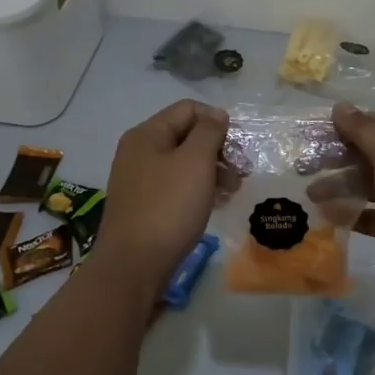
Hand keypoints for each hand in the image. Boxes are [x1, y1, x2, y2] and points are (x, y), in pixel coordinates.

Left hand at [98, 99, 229, 295]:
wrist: (134, 265)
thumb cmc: (169, 207)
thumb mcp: (195, 162)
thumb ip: (209, 132)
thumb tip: (216, 115)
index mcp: (147, 134)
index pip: (188, 109)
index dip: (217, 121)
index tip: (237, 146)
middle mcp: (139, 151)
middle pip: (186, 135)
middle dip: (217, 149)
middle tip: (241, 172)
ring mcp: (139, 180)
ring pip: (183, 163)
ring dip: (212, 171)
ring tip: (232, 191)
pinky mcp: (144, 205)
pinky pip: (176, 186)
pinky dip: (198, 189)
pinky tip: (214, 204)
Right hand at [321, 103, 374, 302]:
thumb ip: (364, 130)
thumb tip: (339, 106)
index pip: (370, 123)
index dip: (338, 128)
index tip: (306, 136)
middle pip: (366, 153)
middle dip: (335, 159)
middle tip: (301, 168)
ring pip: (367, 183)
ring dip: (340, 186)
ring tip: (311, 195)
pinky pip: (372, 212)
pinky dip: (352, 212)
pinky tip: (329, 215)